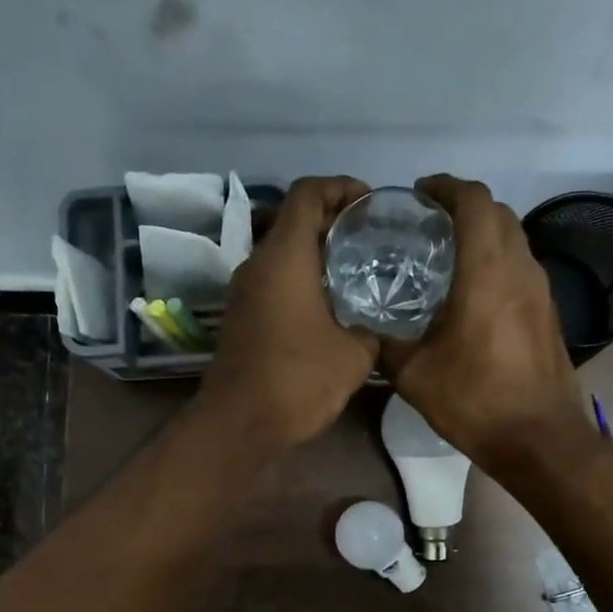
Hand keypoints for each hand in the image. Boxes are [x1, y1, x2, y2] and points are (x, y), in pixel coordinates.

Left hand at [198, 176, 377, 448]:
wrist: (240, 424)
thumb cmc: (298, 380)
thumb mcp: (354, 356)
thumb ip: (370, 331)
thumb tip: (372, 330)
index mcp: (284, 257)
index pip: (307, 194)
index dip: (340, 187)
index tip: (369, 202)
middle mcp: (257, 266)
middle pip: (293, 222)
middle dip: (332, 221)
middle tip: (370, 237)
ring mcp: (243, 294)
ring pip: (282, 256)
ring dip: (315, 255)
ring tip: (355, 270)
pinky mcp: (240, 320)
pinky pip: (274, 284)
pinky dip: (300, 282)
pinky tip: (329, 307)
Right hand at [379, 175, 587, 470]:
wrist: (540, 439)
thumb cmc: (476, 401)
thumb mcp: (415, 376)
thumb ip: (386, 346)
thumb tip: (366, 334)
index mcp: (487, 271)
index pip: (474, 201)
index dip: (446, 187)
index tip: (420, 194)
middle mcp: (520, 269)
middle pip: (498, 213)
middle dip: (464, 207)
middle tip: (428, 225)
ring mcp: (541, 291)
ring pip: (514, 240)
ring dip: (484, 235)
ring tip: (447, 256)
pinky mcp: (548, 314)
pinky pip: (521, 269)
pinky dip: (497, 263)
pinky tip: (472, 294)